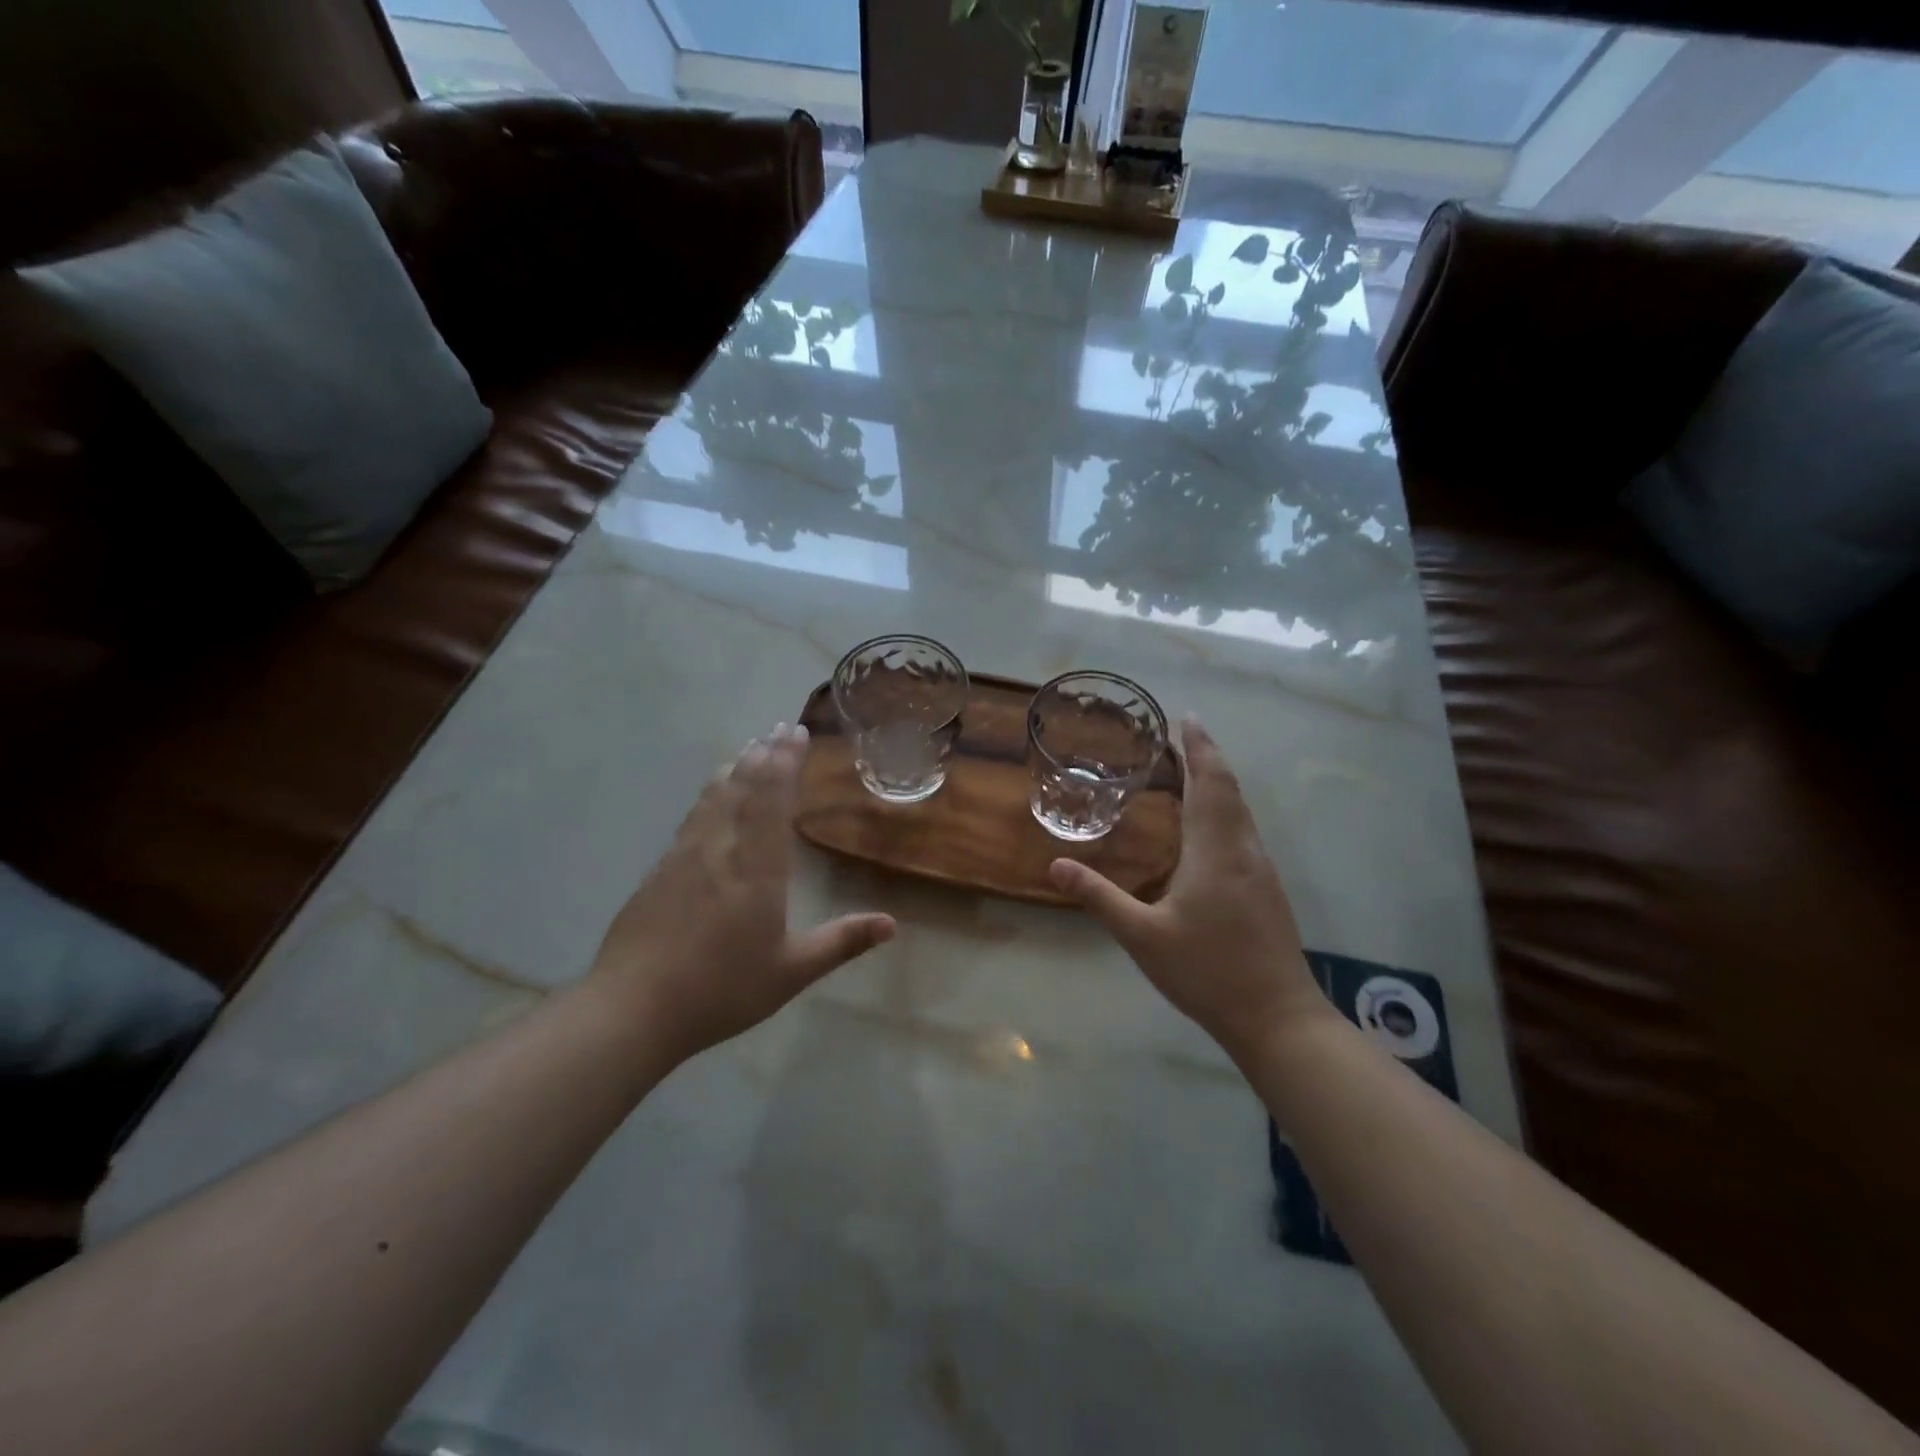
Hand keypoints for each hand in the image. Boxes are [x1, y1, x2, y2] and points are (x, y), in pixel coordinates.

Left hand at [589, 722, 894, 1064]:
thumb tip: (892, 924)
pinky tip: (709, 798)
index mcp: (757, 867)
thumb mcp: (791, 971)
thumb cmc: (721, 988)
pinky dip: (708, 796)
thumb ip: (842, 942)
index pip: (773, 798)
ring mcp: (684, 857)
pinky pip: (691, 818)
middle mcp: (720, 849)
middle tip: (777, 728)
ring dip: (735, 769)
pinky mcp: (659, 871)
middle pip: (742, 788)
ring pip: (713, 798)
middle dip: (764, 755)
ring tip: (748, 750)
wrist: (633, 1008)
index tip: (796, 733)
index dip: (785, 762)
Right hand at [1049, 719, 1330, 1067]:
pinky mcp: (1266, 889)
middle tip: (1184, 733)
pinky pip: (1244, 830)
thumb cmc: (1207, 972)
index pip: (1208, 783)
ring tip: (1193, 767)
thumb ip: (1100, 897)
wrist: (1277, 1018)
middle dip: (1208, 756)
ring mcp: (1260, 870)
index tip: (1187, 718)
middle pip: (1229, 789)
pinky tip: (1210, 824)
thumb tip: (1056, 864)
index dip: (1199, 748)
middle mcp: (1243, 850)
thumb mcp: (1142, 937)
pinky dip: (1225, 807)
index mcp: (1215, 851)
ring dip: (1219, 781)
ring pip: (1241, 810)